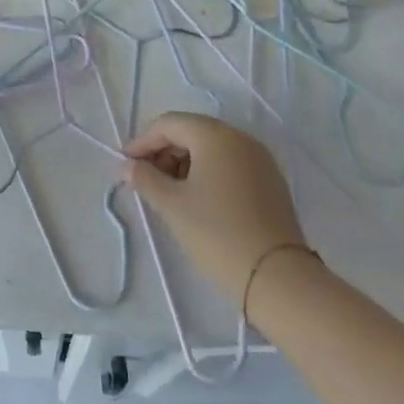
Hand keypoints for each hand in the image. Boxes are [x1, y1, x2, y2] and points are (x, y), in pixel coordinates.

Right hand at [124, 112, 307, 299]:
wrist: (278, 279)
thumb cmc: (217, 234)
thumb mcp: (172, 205)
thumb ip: (145, 178)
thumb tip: (127, 165)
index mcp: (215, 135)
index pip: (168, 124)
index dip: (143, 142)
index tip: (125, 165)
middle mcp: (239, 138)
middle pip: (191, 131)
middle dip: (164, 151)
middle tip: (145, 179)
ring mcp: (259, 159)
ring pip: (211, 148)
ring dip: (185, 163)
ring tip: (169, 192)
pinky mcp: (270, 181)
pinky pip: (230, 164)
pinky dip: (208, 173)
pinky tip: (198, 198)